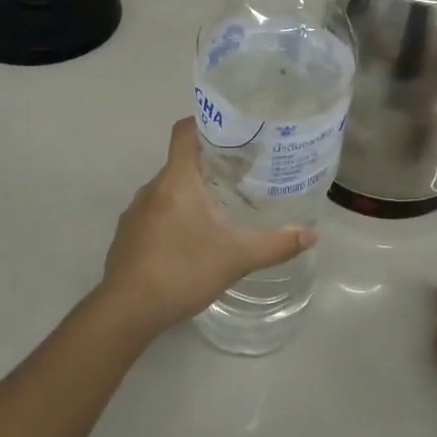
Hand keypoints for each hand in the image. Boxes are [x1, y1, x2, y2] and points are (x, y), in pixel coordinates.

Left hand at [98, 118, 314, 337]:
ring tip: (222, 206)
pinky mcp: (127, 235)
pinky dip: (175, 215)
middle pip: (182, 161)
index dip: (207, 123)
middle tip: (243, 172)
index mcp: (176, 180)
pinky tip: (193, 239)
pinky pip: (155, 212)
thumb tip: (311, 234)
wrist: (125, 312)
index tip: (234, 130)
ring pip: (168, 189)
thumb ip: (275, 245)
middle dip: (210, 163)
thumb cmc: (181, 271)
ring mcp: (135, 212)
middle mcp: (152, 188)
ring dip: (192, 192)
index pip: (185, 131)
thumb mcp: (236, 258)